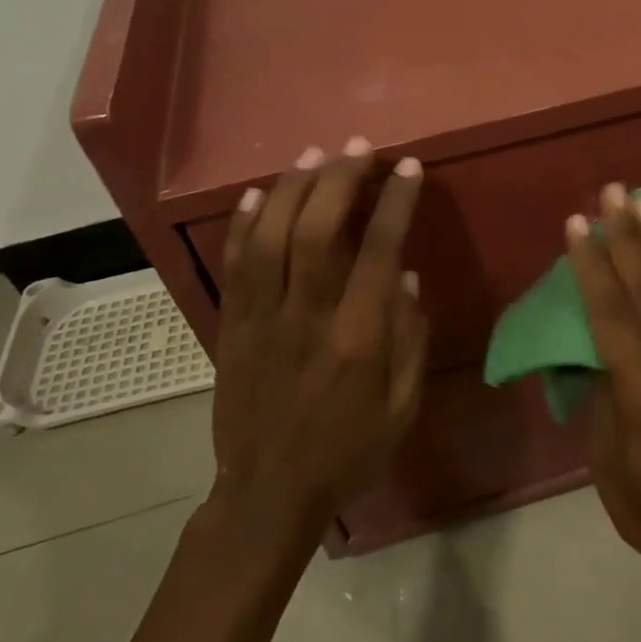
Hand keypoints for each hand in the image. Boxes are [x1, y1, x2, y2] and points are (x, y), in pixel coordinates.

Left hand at [208, 139, 428, 539]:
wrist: (268, 494)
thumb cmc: (347, 452)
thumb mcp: (401, 408)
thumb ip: (410, 340)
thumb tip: (404, 276)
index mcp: (357, 339)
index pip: (377, 252)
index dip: (394, 203)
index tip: (407, 168)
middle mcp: (306, 318)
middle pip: (315, 230)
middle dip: (338, 179)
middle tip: (358, 147)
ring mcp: (260, 319)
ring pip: (269, 236)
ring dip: (291, 188)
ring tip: (313, 155)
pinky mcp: (231, 326)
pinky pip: (234, 264)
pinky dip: (244, 223)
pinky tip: (256, 193)